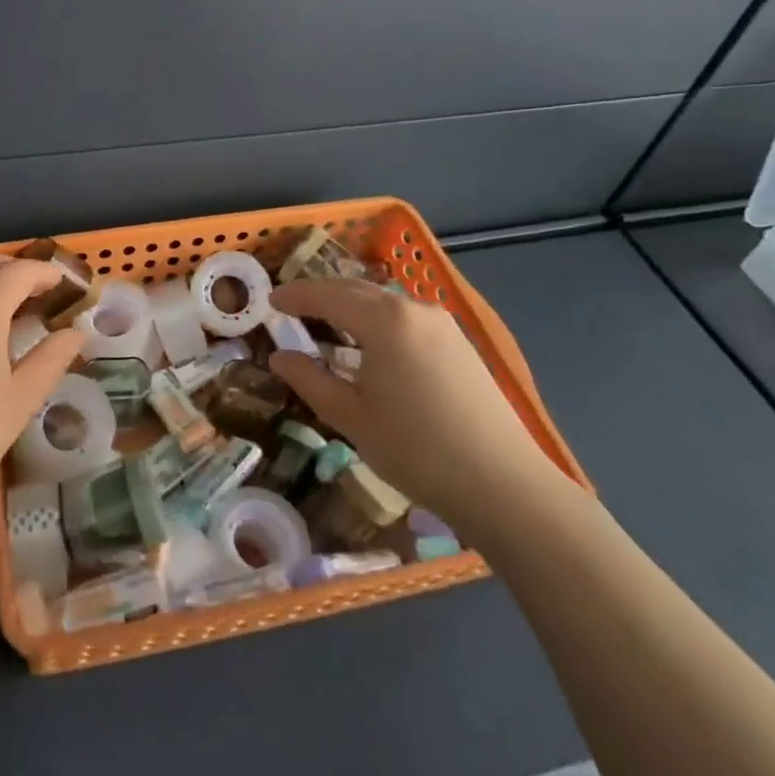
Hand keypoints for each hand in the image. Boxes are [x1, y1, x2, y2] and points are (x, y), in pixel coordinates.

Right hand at [266, 280, 558, 532]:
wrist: (505, 485)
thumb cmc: (417, 451)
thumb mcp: (351, 418)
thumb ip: (310, 380)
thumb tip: (279, 357)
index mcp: (384, 320)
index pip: (327, 295)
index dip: (295, 296)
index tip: (269, 301)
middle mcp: (413, 309)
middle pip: (356, 289)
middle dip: (321, 295)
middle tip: (293, 309)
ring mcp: (442, 324)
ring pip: (384, 301)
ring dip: (351, 306)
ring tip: (328, 325)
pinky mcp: (460, 343)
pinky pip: (406, 317)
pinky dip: (378, 319)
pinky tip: (371, 345)